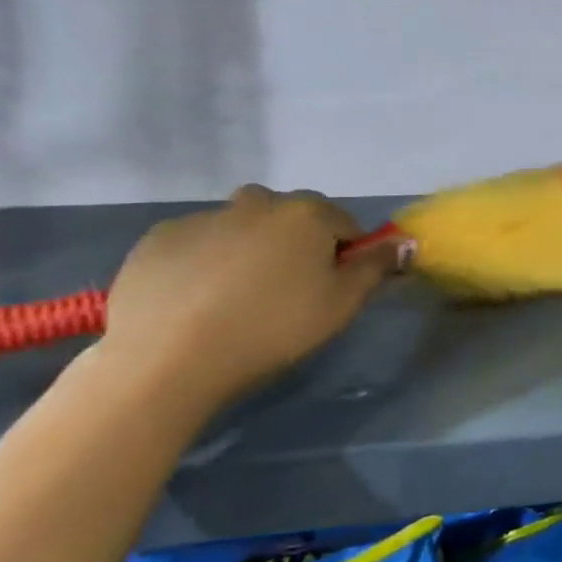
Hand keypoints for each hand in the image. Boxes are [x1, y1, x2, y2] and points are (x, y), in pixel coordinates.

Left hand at [100, 186, 404, 411]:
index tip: (332, 288)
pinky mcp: (157, 239)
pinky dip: (203, 261)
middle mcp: (257, 202)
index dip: (345, 255)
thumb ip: (376, 267)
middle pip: (290, 217)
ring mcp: (202, 217)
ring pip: (241, 226)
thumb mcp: (341, 304)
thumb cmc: (272, 329)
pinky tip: (196, 300)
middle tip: (286, 291)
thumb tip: (403, 242)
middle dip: (295, 243)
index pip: (343, 224)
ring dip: (249, 248)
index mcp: (307, 214)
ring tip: (236, 297)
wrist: (167, 360)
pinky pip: (196, 243)